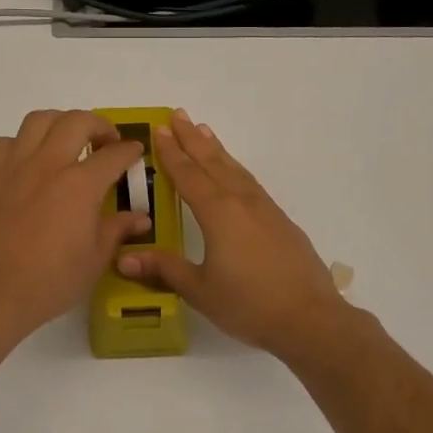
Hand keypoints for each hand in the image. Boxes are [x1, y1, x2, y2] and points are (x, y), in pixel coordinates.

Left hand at [0, 110, 152, 345]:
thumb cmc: (50, 281)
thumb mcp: (94, 260)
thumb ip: (117, 230)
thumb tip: (140, 218)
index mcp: (80, 185)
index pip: (113, 155)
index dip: (129, 150)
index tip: (135, 151)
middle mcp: (48, 165)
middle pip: (76, 121)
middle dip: (99, 125)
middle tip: (106, 142)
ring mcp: (15, 167)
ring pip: (38, 120)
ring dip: (60, 123)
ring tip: (67, 140)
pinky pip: (6, 143)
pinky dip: (22, 143)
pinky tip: (29, 162)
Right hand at [117, 109, 353, 359]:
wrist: (309, 318)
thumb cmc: (249, 304)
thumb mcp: (200, 290)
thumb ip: (164, 269)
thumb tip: (123, 257)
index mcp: (217, 213)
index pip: (188, 175)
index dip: (171, 153)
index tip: (159, 130)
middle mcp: (241, 202)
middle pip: (212, 162)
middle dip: (192, 139)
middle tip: (178, 114)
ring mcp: (264, 209)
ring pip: (234, 169)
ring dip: (216, 149)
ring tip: (204, 130)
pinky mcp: (280, 221)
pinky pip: (250, 183)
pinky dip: (236, 168)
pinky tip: (234, 172)